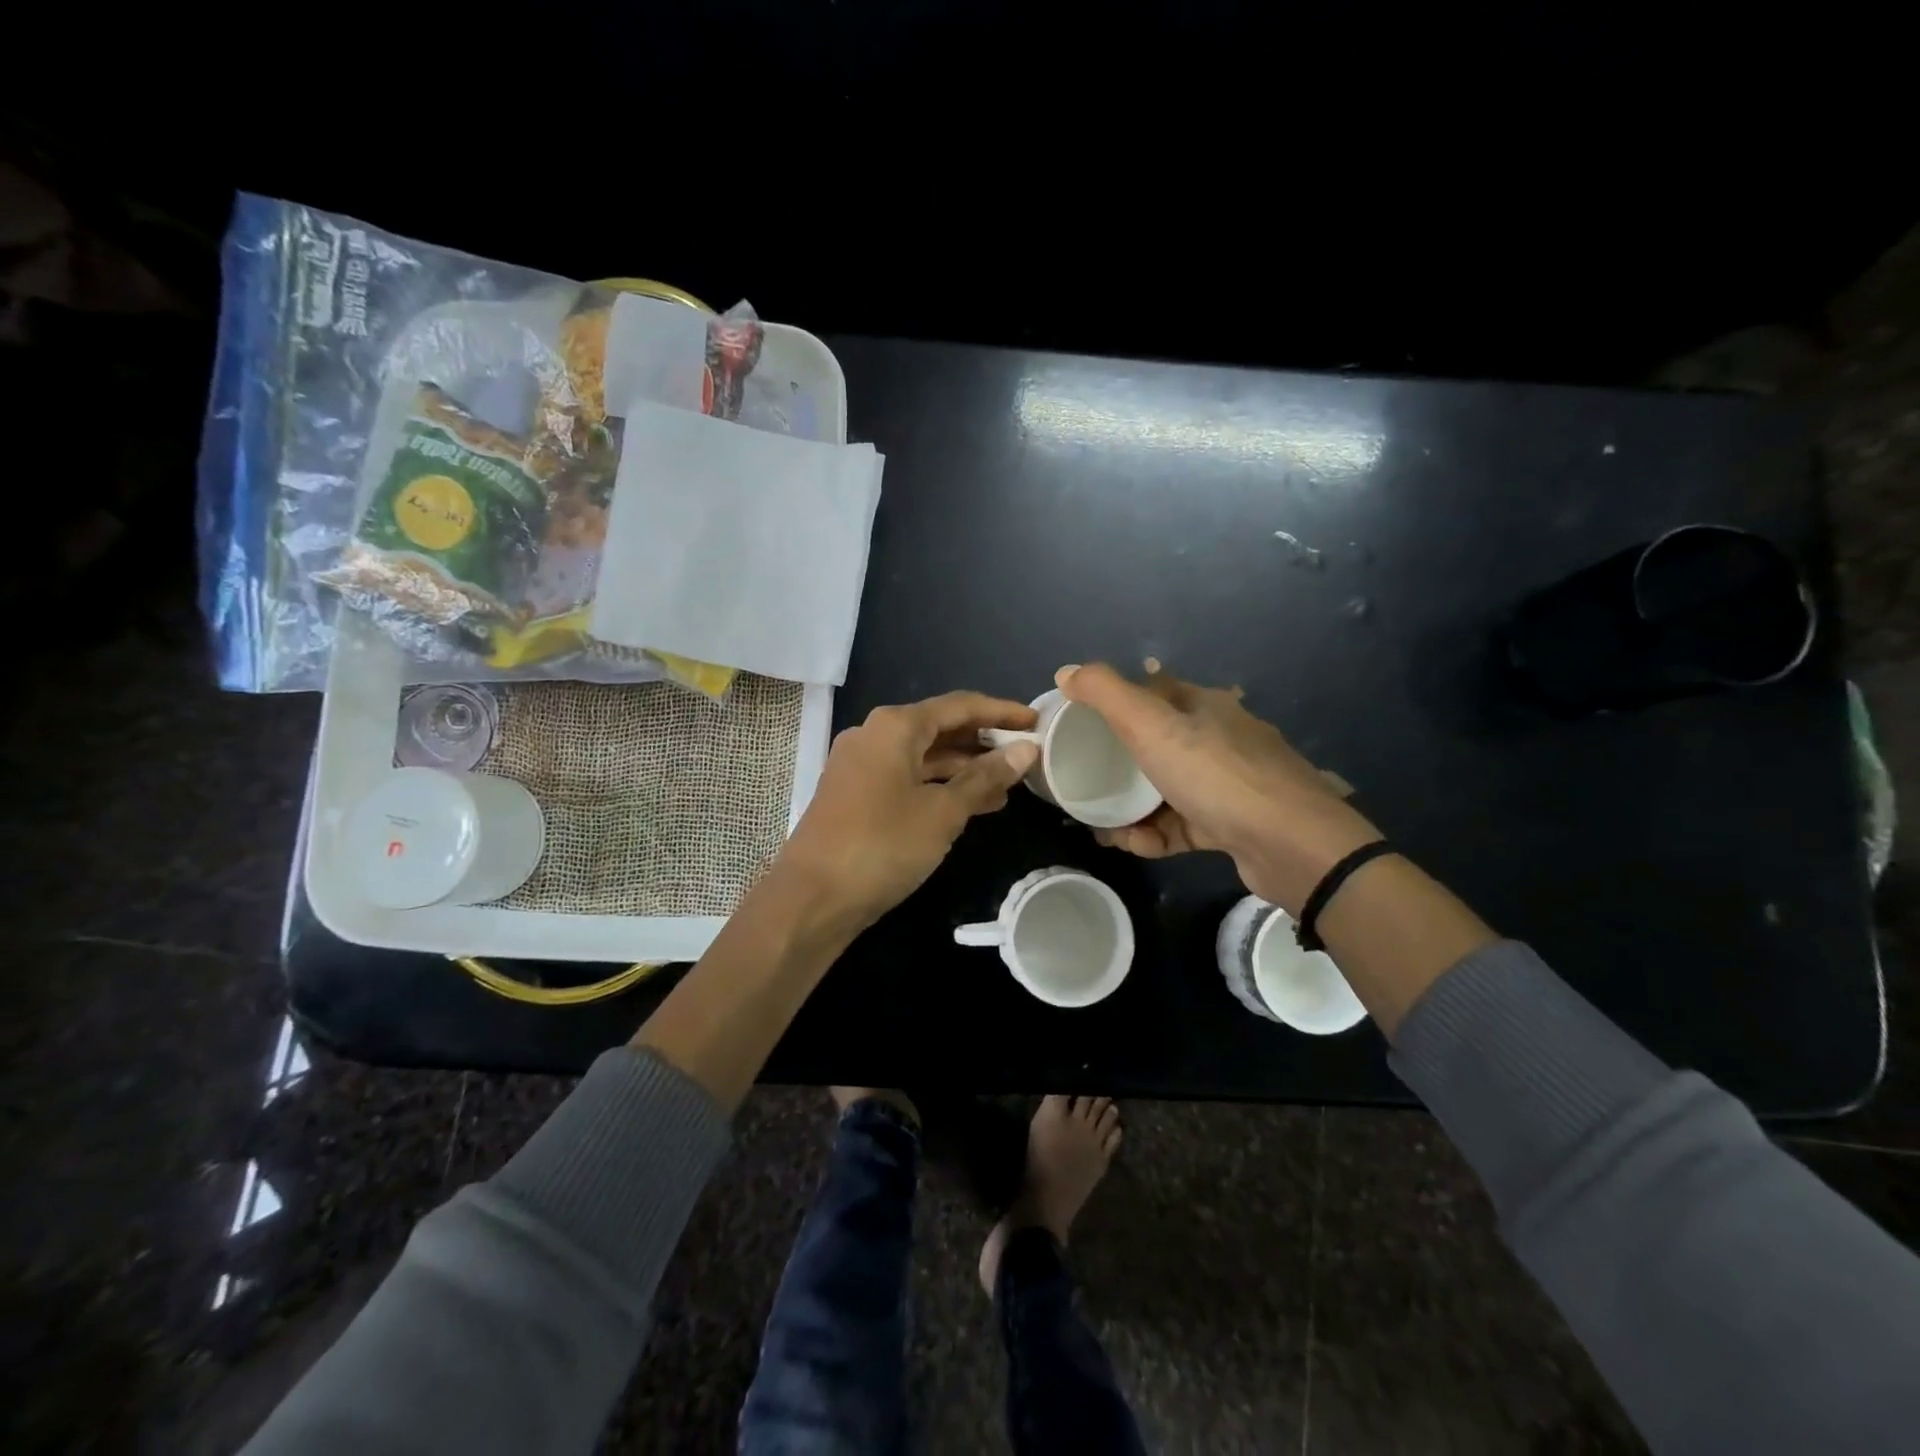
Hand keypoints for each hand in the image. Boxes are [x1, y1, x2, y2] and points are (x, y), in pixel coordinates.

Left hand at [780, 691, 1039, 930]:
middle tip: (1026, 755)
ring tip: (1008, 786)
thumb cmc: (882, 846)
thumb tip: (1027, 750)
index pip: (960, 706)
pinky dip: (939, 786)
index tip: (1037, 721)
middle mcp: (874, 735)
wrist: (812, 898)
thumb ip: (985, 778)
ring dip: (964, 768)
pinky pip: (908, 777)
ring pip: (924, 756)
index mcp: (895, 726)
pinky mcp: (856, 793)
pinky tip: (972, 805)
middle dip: (983, 741)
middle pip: (940, 727)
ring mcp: (861, 764)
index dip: (1001, 712)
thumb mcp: (943, 812)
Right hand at [1058, 662, 1379, 911]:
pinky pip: (1182, 825)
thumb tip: (1065, 671)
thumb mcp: (1150, 725)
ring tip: (1100, 825)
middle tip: (1084, 781)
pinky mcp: (1233, 825)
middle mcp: (1221, 738)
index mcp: (1205, 706)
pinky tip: (1134, 845)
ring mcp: (1230, 784)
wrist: (1290, 844)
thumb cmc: (1215, 775)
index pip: (1154, 689)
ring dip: (1132, 807)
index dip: (1116, 700)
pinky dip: (1155, 834)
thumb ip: (1105, 694)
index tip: (1081, 720)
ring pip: (1167, 788)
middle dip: (1119, 763)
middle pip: (1158, 742)